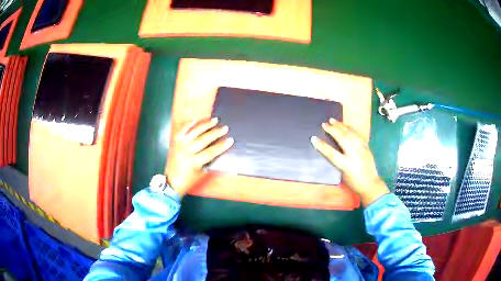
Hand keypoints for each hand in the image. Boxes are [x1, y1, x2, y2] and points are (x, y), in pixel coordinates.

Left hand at [167, 118, 233, 195]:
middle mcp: (186, 151)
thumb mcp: (201, 173)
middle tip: (225, 127)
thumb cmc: (188, 180)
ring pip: (194, 132)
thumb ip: (209, 162)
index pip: (211, 152)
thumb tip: (219, 150)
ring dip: (205, 125)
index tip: (230, 140)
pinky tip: (196, 119)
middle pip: (203, 140)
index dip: (221, 146)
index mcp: (194, 162)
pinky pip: (182, 130)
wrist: (171, 181)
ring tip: (215, 120)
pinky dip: (188, 124)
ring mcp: (180, 145)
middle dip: (215, 133)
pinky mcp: (175, 141)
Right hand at [310, 118, 388, 206]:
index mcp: (347, 165)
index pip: (331, 153)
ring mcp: (361, 149)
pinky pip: (357, 135)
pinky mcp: (366, 147)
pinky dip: (350, 129)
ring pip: (350, 134)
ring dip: (341, 126)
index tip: (313, 138)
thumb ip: (337, 163)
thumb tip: (331, 151)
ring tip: (333, 120)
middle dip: (332, 130)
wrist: (371, 184)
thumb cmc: (354, 183)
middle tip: (324, 124)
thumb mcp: (343, 176)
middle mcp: (354, 155)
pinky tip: (346, 126)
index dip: (322, 146)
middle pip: (342, 138)